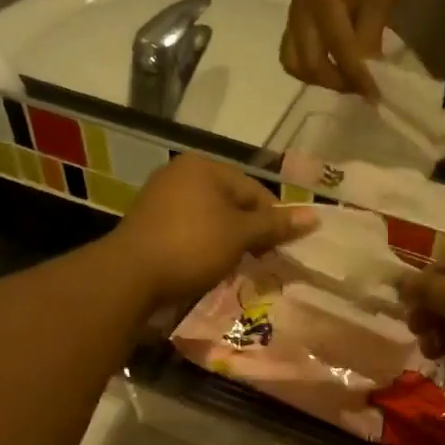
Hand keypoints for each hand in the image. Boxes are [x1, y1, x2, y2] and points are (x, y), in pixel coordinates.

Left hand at [109, 155, 316, 310]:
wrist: (129, 277)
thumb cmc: (192, 247)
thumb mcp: (240, 235)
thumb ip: (275, 225)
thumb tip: (315, 216)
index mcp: (203, 167)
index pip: (254, 190)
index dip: (273, 220)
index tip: (280, 250)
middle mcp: (180, 175)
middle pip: (232, 204)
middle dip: (249, 233)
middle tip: (259, 261)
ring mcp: (161, 200)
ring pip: (211, 220)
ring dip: (227, 243)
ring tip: (235, 268)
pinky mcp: (150, 226)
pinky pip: (189, 232)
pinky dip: (203, 248)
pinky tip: (207, 268)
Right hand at [281, 0, 400, 99]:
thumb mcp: (380, 6)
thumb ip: (369, 44)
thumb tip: (368, 79)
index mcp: (323, 1)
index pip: (340, 52)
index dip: (359, 78)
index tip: (375, 97)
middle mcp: (300, 11)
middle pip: (310, 65)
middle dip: (337, 82)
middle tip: (361, 87)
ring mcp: (292, 17)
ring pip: (295, 65)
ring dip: (320, 79)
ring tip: (346, 78)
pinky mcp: (292, 22)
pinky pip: (293, 56)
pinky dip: (311, 69)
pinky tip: (334, 67)